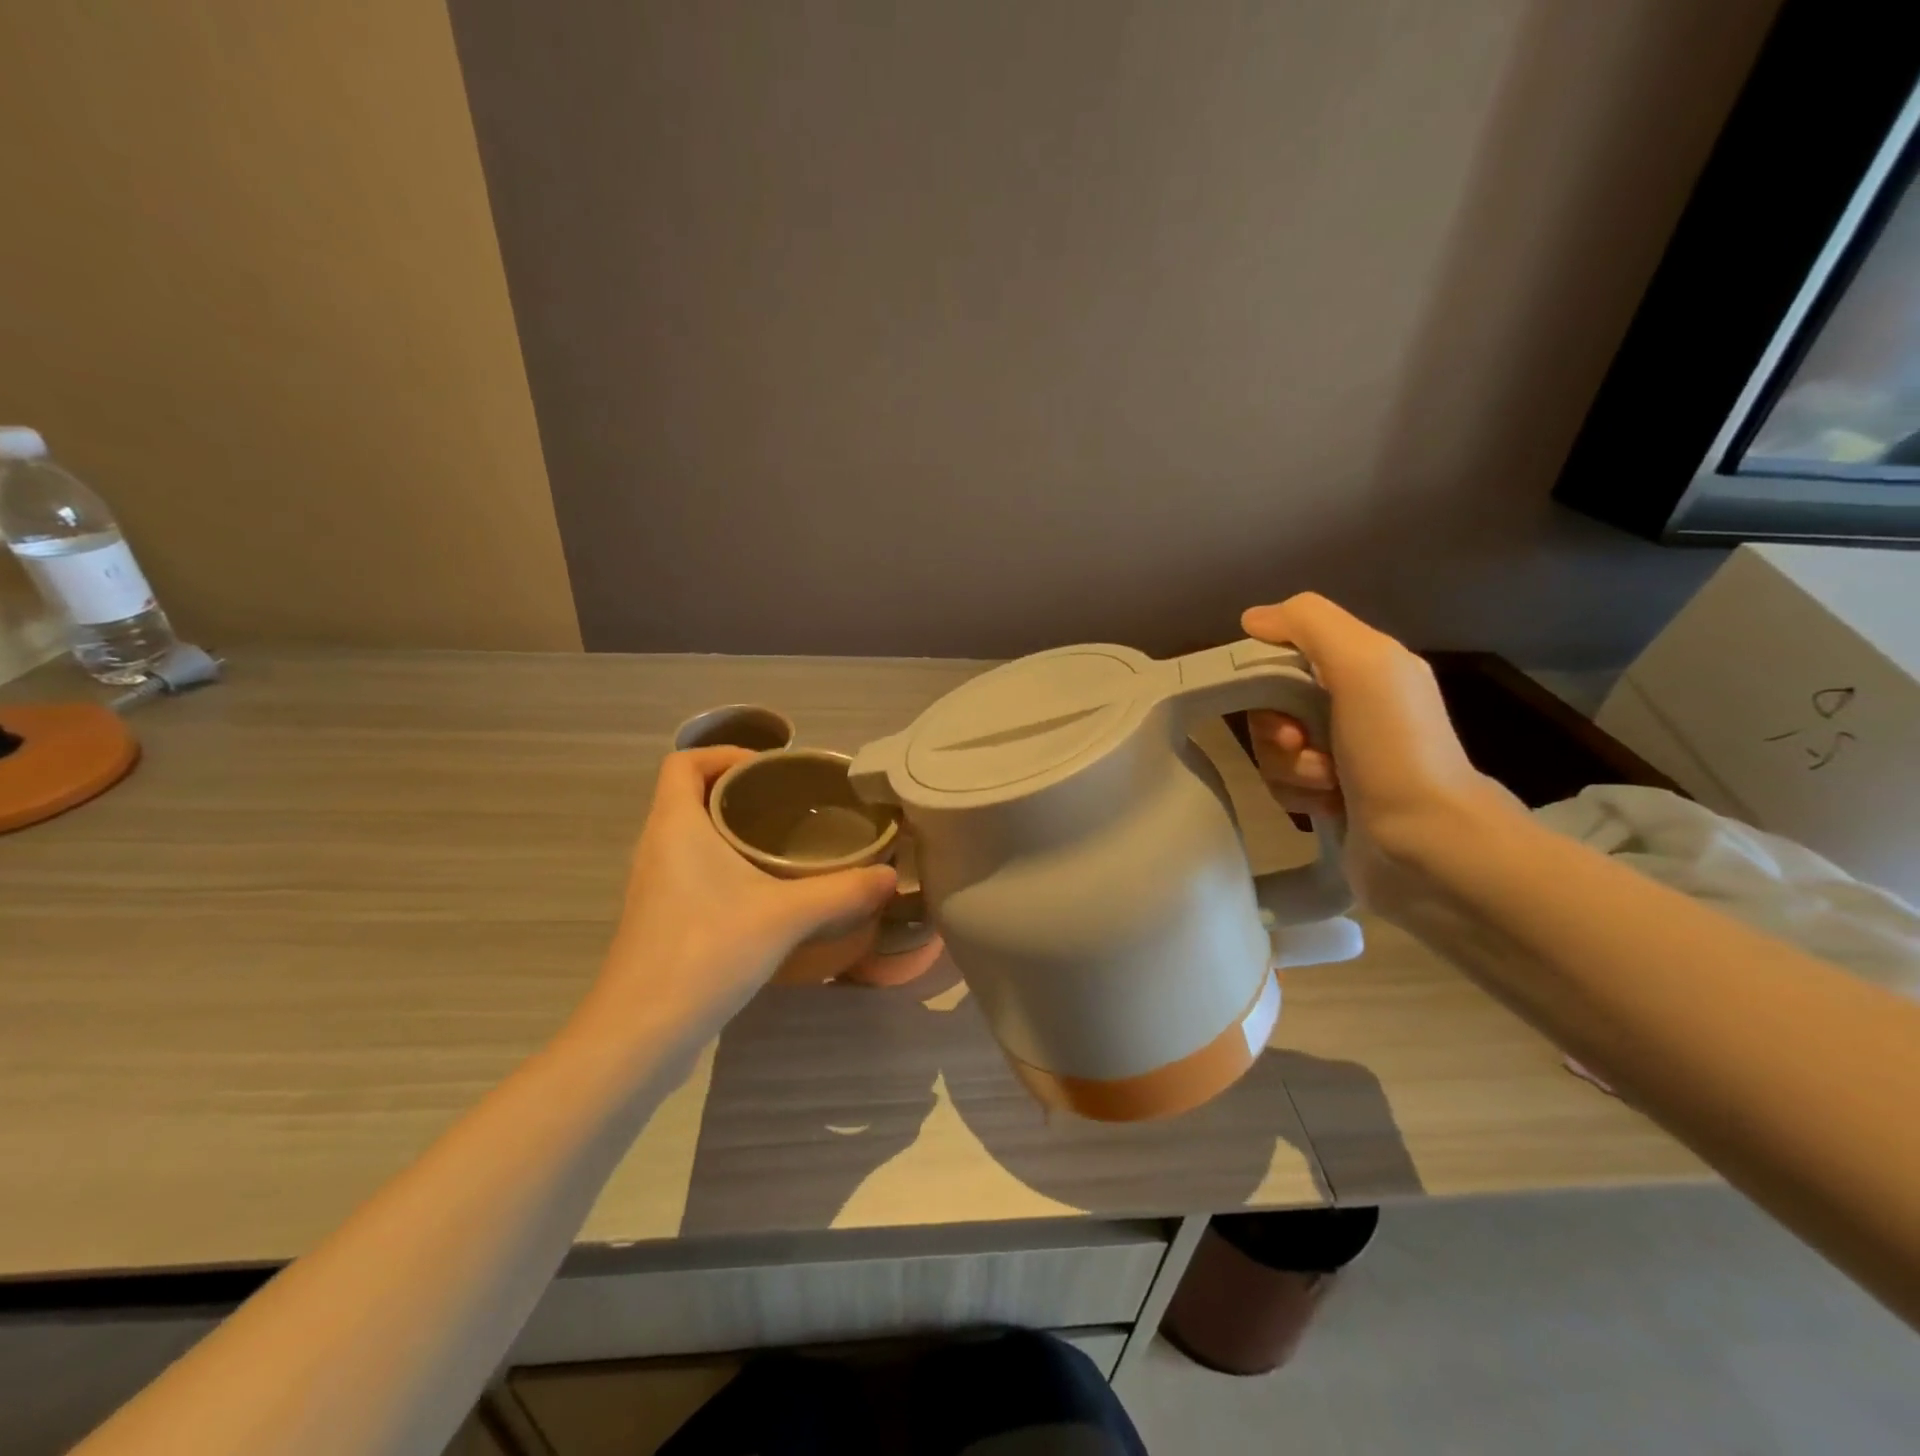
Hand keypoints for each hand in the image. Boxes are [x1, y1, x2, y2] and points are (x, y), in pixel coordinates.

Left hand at [577, 748, 897, 1049]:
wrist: (641, 1033)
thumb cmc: (706, 953)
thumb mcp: (785, 916)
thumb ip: (842, 892)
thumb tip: (890, 875)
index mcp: (675, 826)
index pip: (684, 762)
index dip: (724, 753)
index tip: (771, 771)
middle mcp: (656, 846)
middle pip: (691, 795)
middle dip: (740, 791)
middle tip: (791, 805)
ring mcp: (654, 885)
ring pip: (690, 835)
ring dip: (732, 829)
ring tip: (784, 843)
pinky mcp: (660, 918)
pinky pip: (691, 869)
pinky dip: (724, 864)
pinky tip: (763, 892)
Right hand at [1240, 593, 1522, 907]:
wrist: (1427, 844)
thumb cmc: (1395, 747)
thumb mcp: (1363, 663)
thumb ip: (1309, 623)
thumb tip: (1252, 619)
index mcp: (1364, 667)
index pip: (1283, 653)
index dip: (1265, 673)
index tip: (1270, 695)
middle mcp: (1351, 706)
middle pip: (1270, 705)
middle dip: (1275, 729)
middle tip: (1301, 744)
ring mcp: (1340, 754)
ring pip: (1272, 749)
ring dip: (1289, 768)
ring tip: (1328, 784)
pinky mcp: (1330, 796)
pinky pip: (1282, 784)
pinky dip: (1298, 795)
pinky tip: (1330, 806)